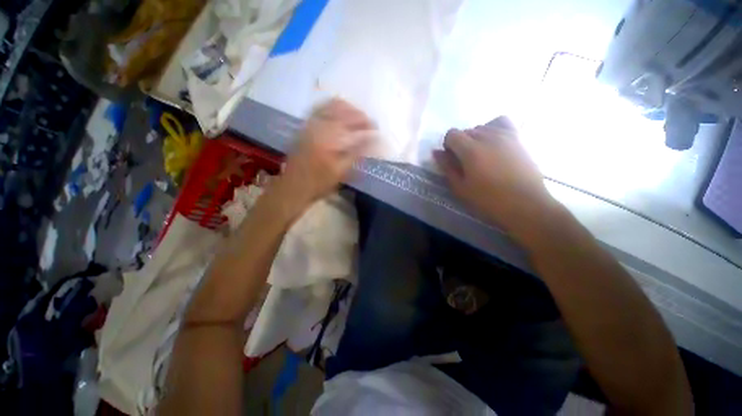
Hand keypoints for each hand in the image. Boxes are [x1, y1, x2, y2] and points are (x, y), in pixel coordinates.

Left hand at [275, 98, 374, 208]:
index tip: (377, 131)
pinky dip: (333, 107)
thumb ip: (357, 154)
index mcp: (330, 140)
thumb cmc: (319, 183)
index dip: (369, 126)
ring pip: (333, 106)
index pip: (355, 126)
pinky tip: (341, 113)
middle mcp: (320, 126)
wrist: (293, 185)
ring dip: (349, 109)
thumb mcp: (341, 172)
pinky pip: (321, 108)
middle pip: (345, 112)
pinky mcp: (305, 125)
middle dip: (361, 116)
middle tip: (370, 125)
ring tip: (358, 118)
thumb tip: (373, 142)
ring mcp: (311, 123)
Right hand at [434, 117, 557, 240]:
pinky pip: (502, 124)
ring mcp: (505, 135)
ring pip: (482, 127)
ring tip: (481, 156)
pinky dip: (493, 130)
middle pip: (467, 130)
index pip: (452, 134)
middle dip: (461, 143)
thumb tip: (436, 152)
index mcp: (470, 150)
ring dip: (476, 138)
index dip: (448, 146)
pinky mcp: (518, 139)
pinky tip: (495, 145)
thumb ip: (447, 167)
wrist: (525, 204)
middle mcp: (487, 136)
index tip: (452, 160)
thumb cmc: (488, 200)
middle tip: (466, 163)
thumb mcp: (460, 188)